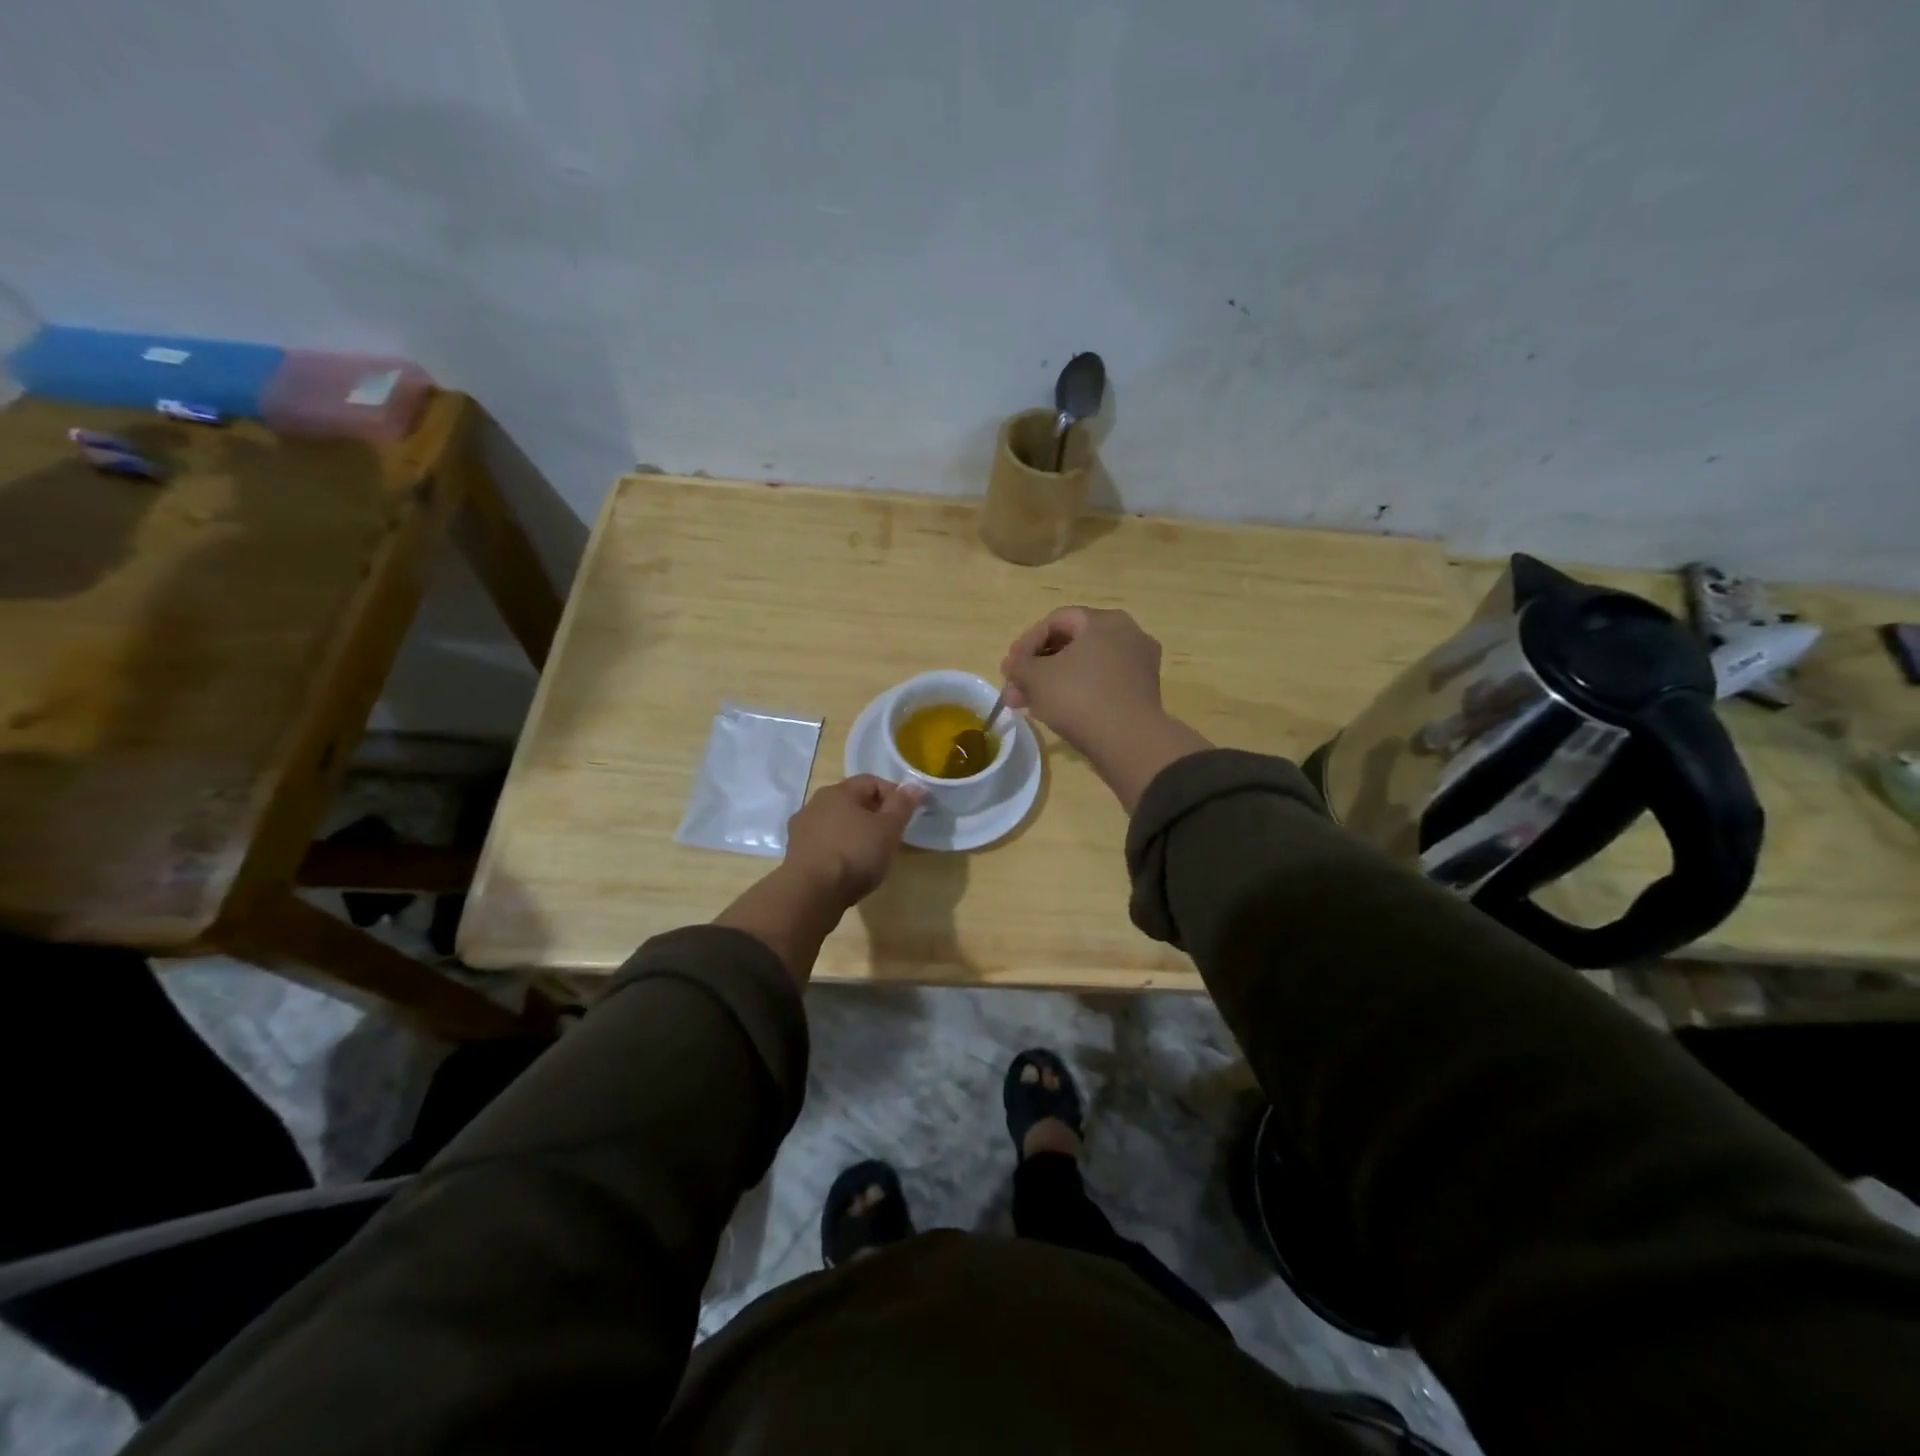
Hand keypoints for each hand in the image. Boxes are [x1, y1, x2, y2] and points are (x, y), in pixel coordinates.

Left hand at [783, 774, 925, 909]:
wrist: (811, 893)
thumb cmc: (855, 854)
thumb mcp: (888, 828)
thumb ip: (902, 805)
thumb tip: (914, 786)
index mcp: (838, 791)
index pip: (872, 781)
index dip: (894, 795)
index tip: (906, 817)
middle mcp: (815, 803)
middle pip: (852, 802)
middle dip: (874, 815)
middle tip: (891, 837)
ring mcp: (801, 829)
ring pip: (837, 823)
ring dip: (854, 833)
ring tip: (870, 855)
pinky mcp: (795, 853)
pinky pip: (824, 844)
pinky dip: (839, 850)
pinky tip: (848, 868)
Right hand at [1001, 606, 1212, 813]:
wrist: (1128, 742)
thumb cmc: (1079, 697)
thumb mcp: (1036, 678)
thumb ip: (1019, 666)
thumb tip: (1014, 666)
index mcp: (1104, 621)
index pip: (1056, 621)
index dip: (1026, 642)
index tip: (1009, 668)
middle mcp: (1127, 634)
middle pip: (1071, 645)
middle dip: (1037, 667)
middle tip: (1015, 688)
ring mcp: (1138, 664)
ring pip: (1085, 667)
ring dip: (1052, 682)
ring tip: (1028, 704)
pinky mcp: (1142, 692)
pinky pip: (1101, 683)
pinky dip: (1077, 692)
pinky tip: (1055, 711)